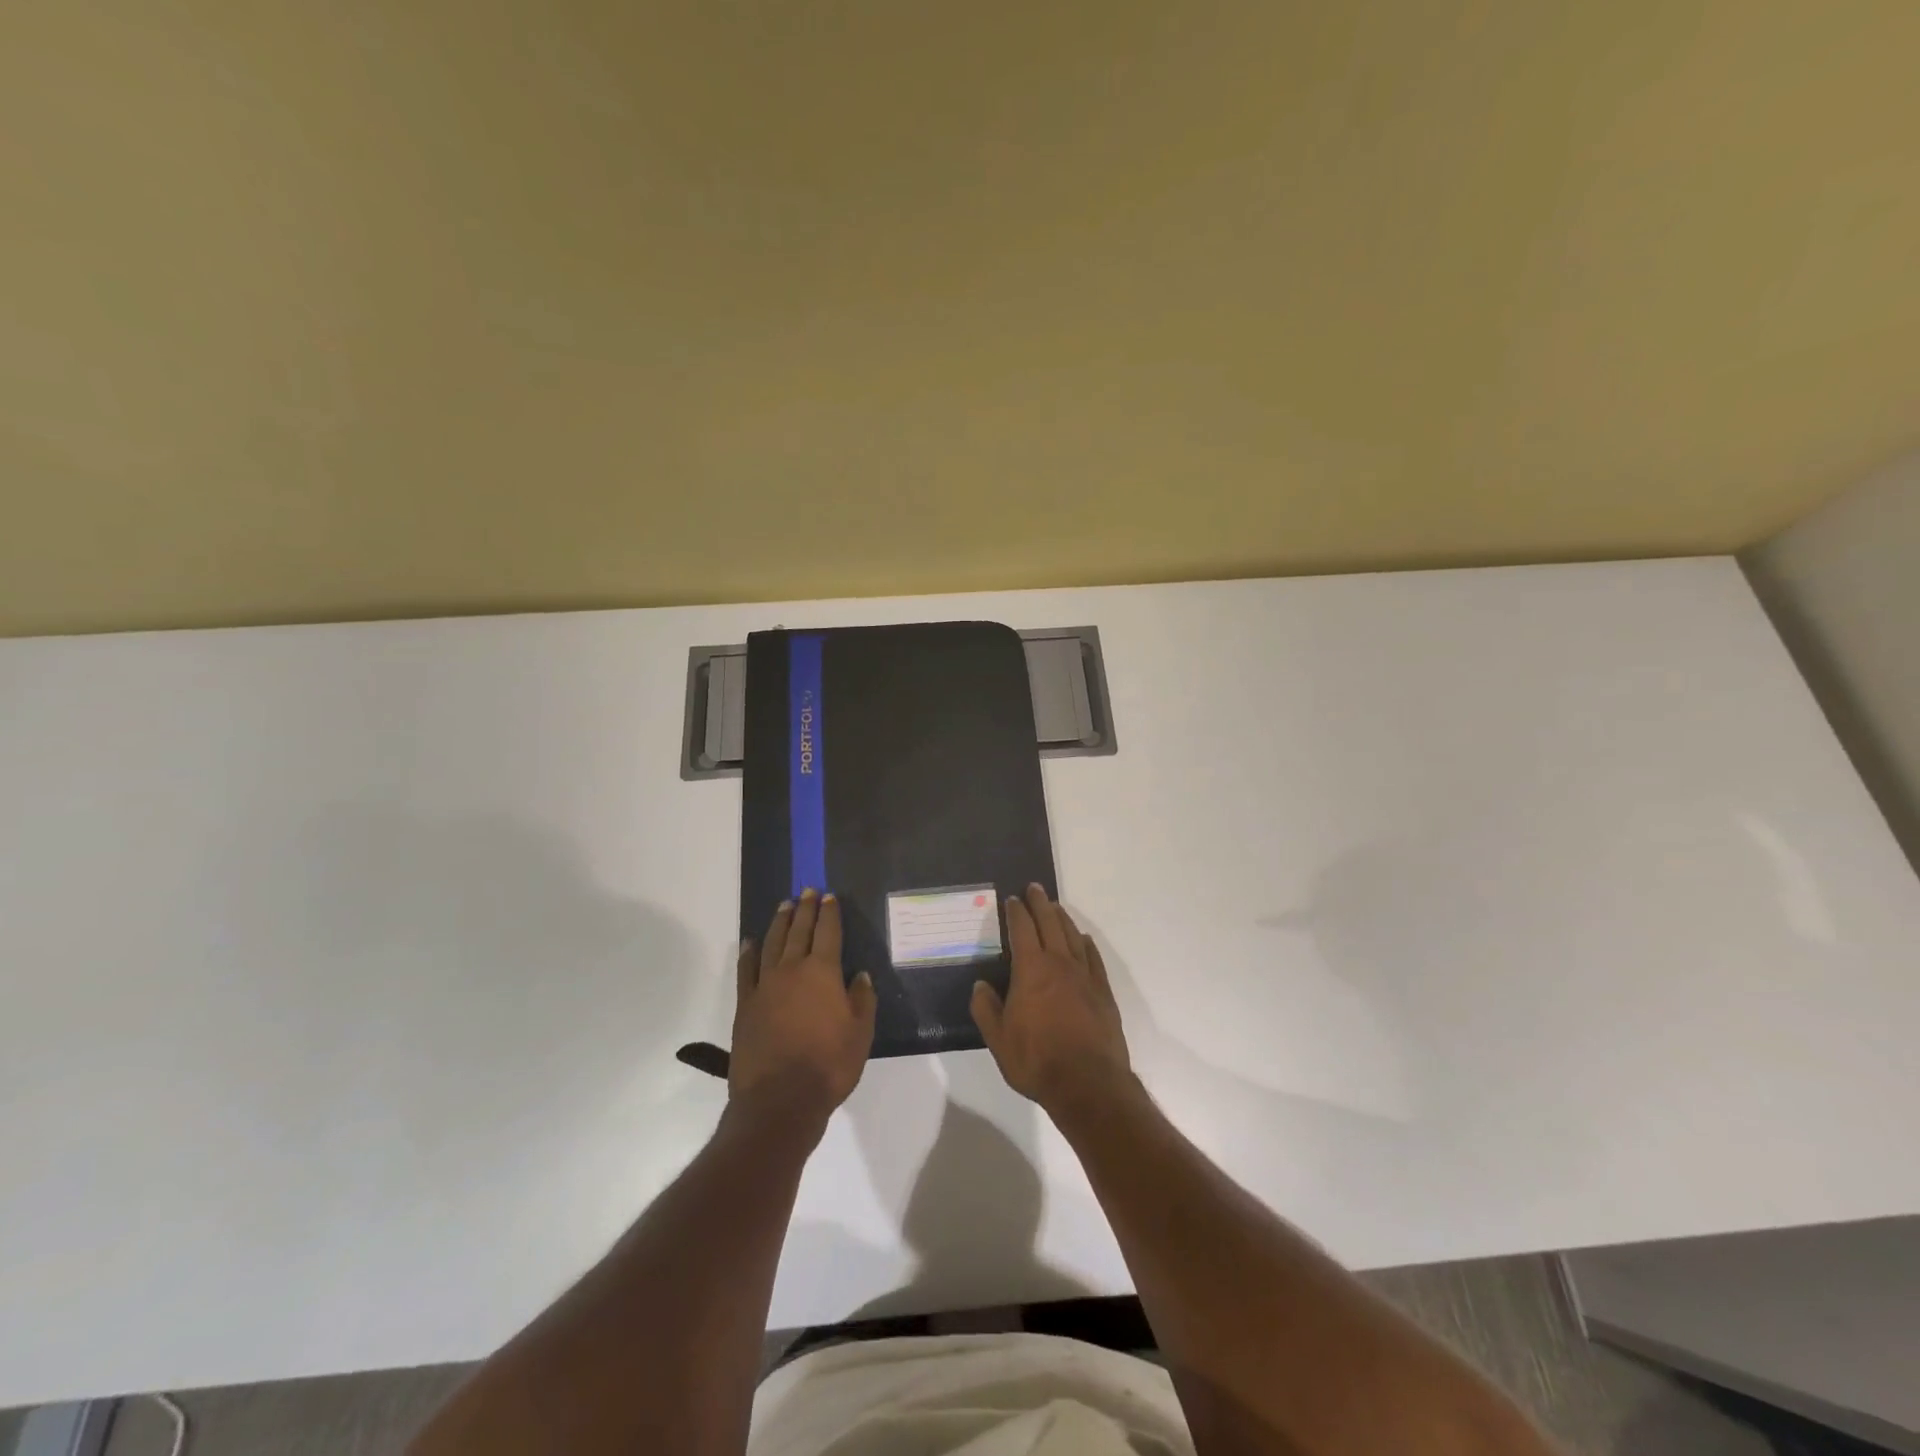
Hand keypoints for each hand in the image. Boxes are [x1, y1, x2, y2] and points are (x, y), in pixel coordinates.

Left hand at [730, 890, 877, 1131]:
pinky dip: (749, 952)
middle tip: (807, 891)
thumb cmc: (828, 1066)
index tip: (829, 897)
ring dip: (780, 922)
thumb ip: (862, 1000)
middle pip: (799, 931)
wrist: (779, 1100)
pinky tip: (751, 942)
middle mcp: (793, 970)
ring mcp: (765, 986)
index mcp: (823, 973)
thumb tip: (860, 975)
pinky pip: (746, 970)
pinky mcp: (745, 1005)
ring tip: (784, 906)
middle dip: (805, 909)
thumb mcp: (860, 1034)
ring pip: (772, 943)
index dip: (830, 914)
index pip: (829, 934)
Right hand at [971, 885, 1133, 1120]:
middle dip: (1040, 903)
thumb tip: (980, 985)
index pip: (1022, 930)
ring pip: (1072, 936)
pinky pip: (1093, 958)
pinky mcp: (1103, 992)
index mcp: (1031, 970)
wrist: (1088, 1083)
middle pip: (1050, 923)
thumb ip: (986, 1009)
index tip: (1012, 899)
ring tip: (1055, 907)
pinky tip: (1083, 940)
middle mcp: (1059, 964)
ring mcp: (1084, 976)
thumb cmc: (1037, 1060)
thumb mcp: (998, 1039)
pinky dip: (1086, 943)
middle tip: (1035, 888)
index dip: (1016, 912)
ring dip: (1062, 918)